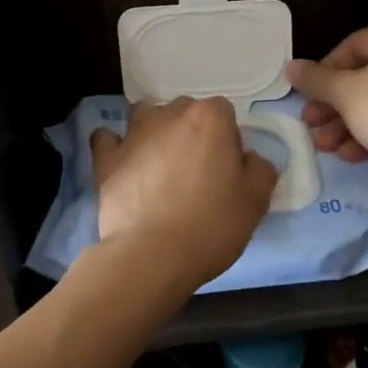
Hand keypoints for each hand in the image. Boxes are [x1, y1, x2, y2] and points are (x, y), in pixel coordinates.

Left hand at [90, 97, 278, 292]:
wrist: (152, 255)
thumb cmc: (211, 225)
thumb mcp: (256, 202)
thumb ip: (260, 169)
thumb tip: (250, 158)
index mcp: (210, 118)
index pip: (224, 113)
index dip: (227, 139)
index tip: (227, 169)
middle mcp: (170, 114)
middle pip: (185, 111)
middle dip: (192, 132)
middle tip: (197, 172)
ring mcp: (134, 134)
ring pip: (146, 116)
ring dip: (154, 131)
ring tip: (160, 165)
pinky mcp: (106, 158)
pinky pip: (107, 138)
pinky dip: (114, 145)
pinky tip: (122, 162)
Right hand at [286, 20, 367, 186]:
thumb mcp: (344, 94)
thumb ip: (315, 80)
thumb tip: (290, 67)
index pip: (347, 48)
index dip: (321, 75)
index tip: (307, 99)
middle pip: (361, 78)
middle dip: (332, 107)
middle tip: (311, 126)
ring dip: (346, 124)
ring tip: (326, 147)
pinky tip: (351, 155)